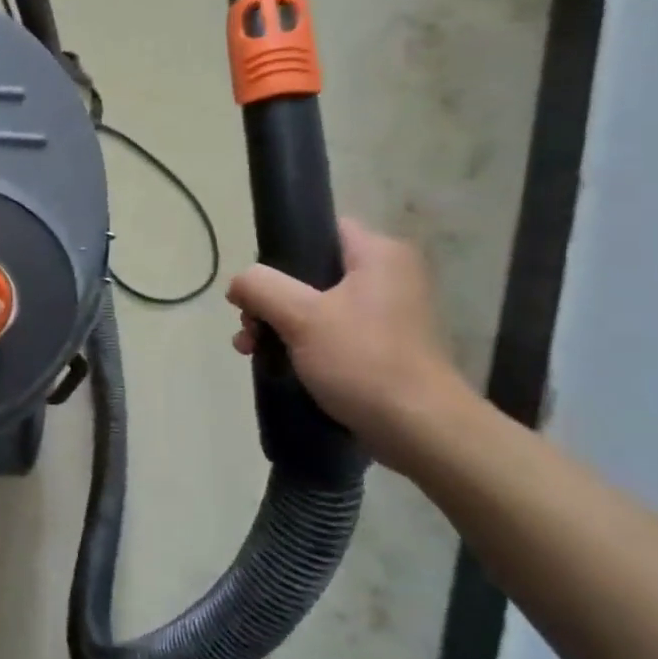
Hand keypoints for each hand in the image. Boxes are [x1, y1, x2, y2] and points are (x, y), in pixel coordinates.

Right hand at [227, 218, 469, 462]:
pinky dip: (300, 343)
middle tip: (247, 325)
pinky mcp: (381, 347)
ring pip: (315, 305)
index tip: (256, 281)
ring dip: (277, 323)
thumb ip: (261, 287)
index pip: (321, 229)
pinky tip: (274, 363)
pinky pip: (330, 332)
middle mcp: (387, 276)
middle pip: (310, 271)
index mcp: (378, 255)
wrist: (418, 428)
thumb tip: (239, 283)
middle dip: (270, 298)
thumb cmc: (362, 360)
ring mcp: (386, 314)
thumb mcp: (301, 316)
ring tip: (251, 349)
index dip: (282, 249)